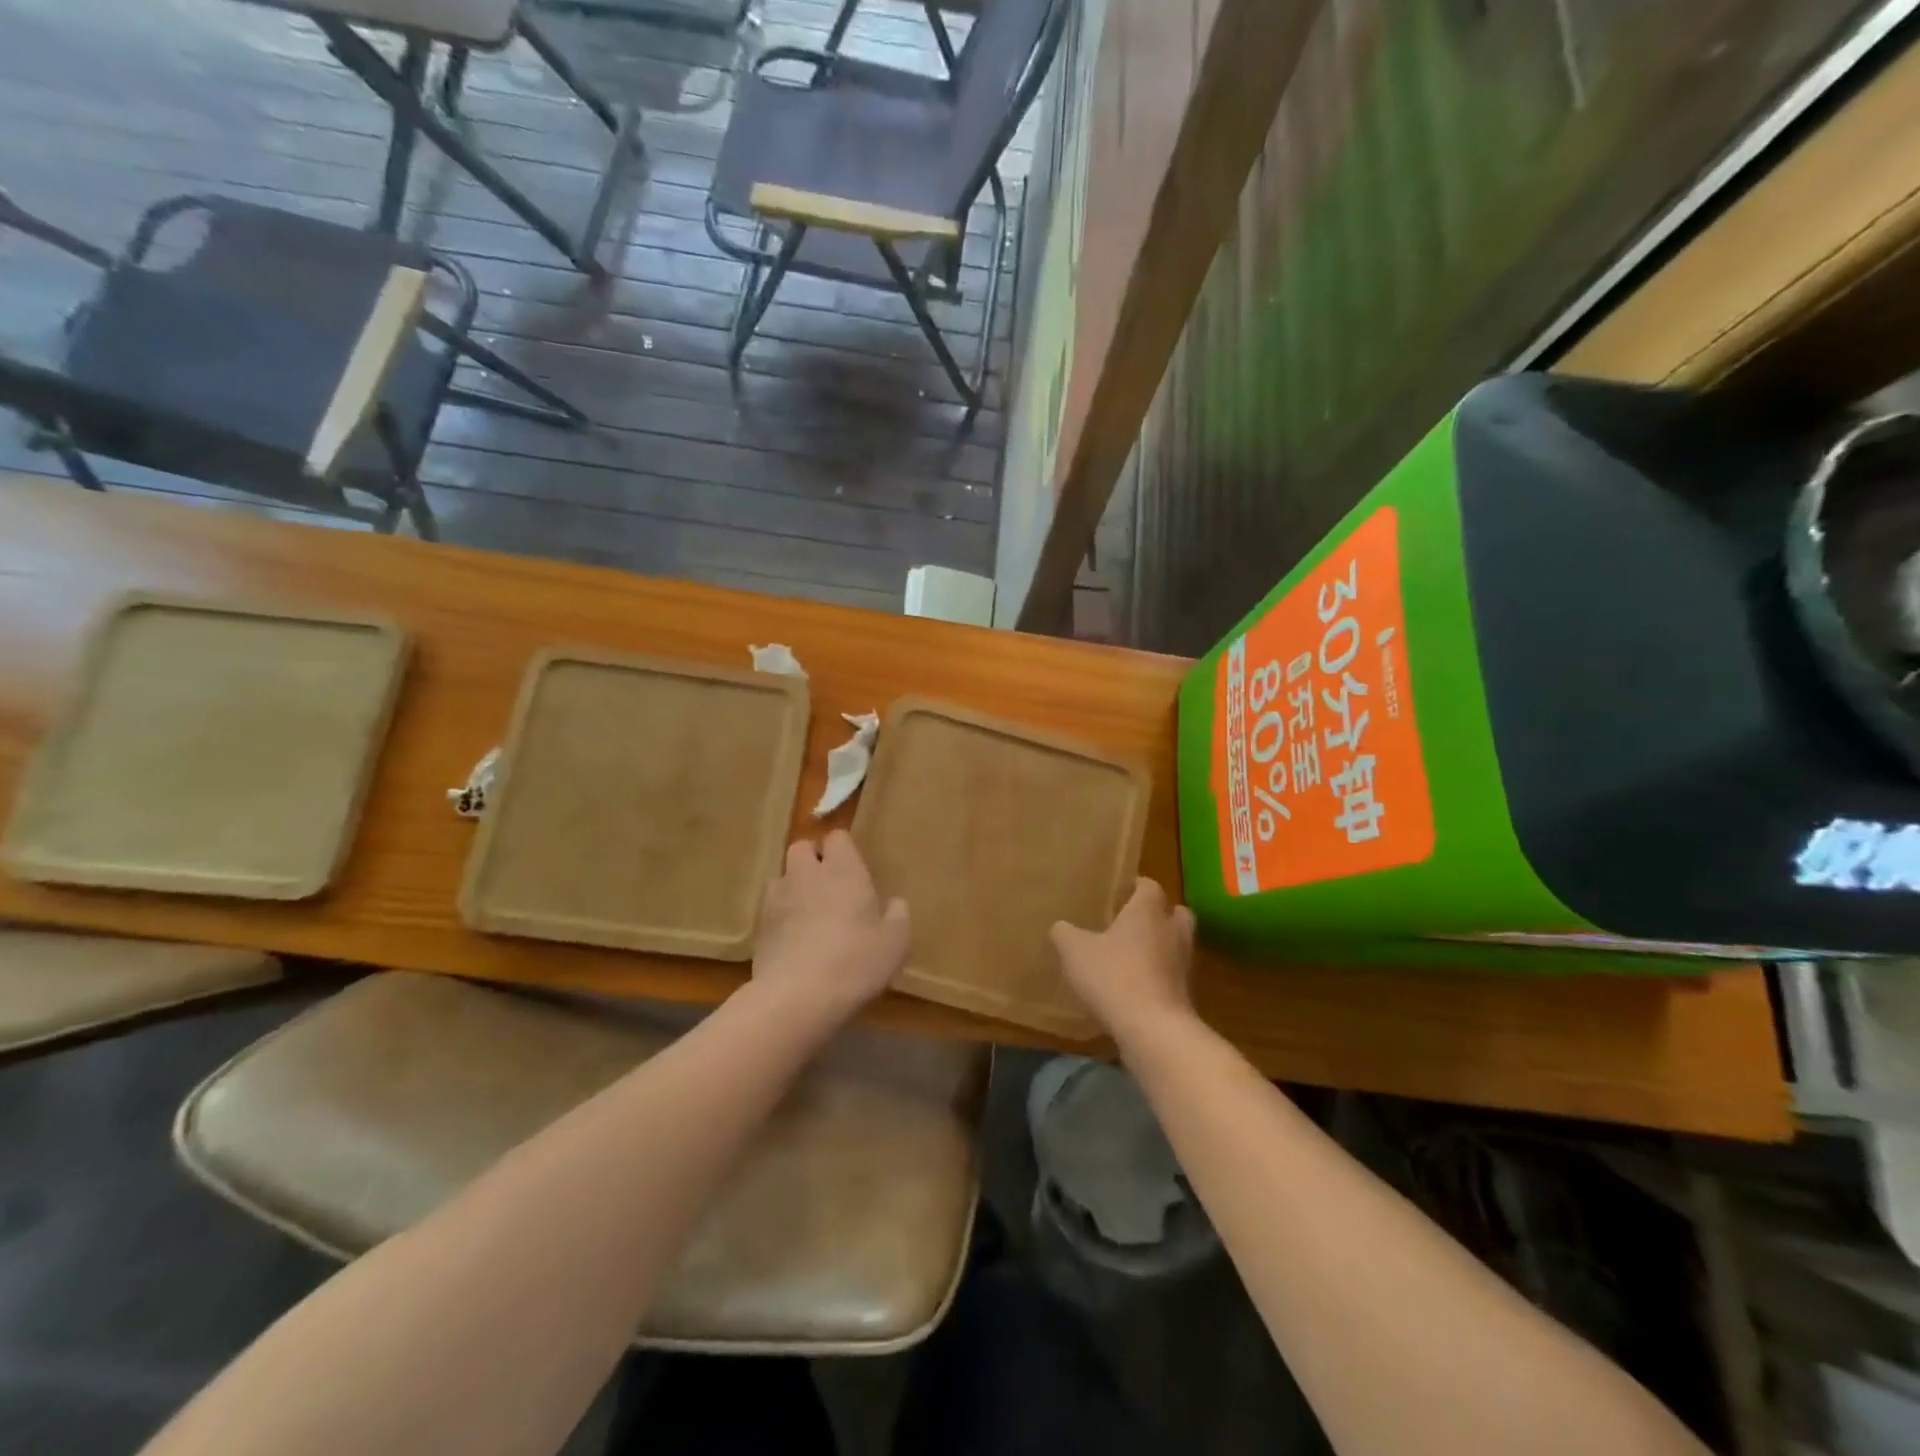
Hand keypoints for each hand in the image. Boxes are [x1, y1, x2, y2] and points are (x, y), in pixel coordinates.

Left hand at [751, 830, 909, 1027]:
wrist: (798, 997)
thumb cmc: (856, 961)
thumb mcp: (896, 941)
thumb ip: (898, 914)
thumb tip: (894, 902)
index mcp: (843, 870)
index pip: (837, 837)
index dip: (844, 849)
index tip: (854, 869)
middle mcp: (807, 874)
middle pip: (802, 848)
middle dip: (813, 859)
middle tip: (830, 886)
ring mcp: (777, 898)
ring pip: (781, 876)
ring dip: (793, 886)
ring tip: (807, 912)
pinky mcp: (758, 926)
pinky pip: (769, 908)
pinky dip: (779, 916)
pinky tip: (792, 939)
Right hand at [1050, 878, 1195, 1041]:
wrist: (1153, 1029)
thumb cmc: (1114, 976)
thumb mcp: (1074, 951)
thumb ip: (1064, 934)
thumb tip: (1060, 927)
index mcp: (1148, 911)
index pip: (1150, 886)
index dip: (1137, 886)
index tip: (1121, 891)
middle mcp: (1172, 931)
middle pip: (1175, 912)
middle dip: (1159, 914)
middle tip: (1133, 921)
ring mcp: (1183, 964)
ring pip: (1177, 945)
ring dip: (1160, 947)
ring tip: (1132, 955)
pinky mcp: (1184, 995)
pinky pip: (1172, 975)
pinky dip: (1158, 976)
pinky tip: (1134, 986)